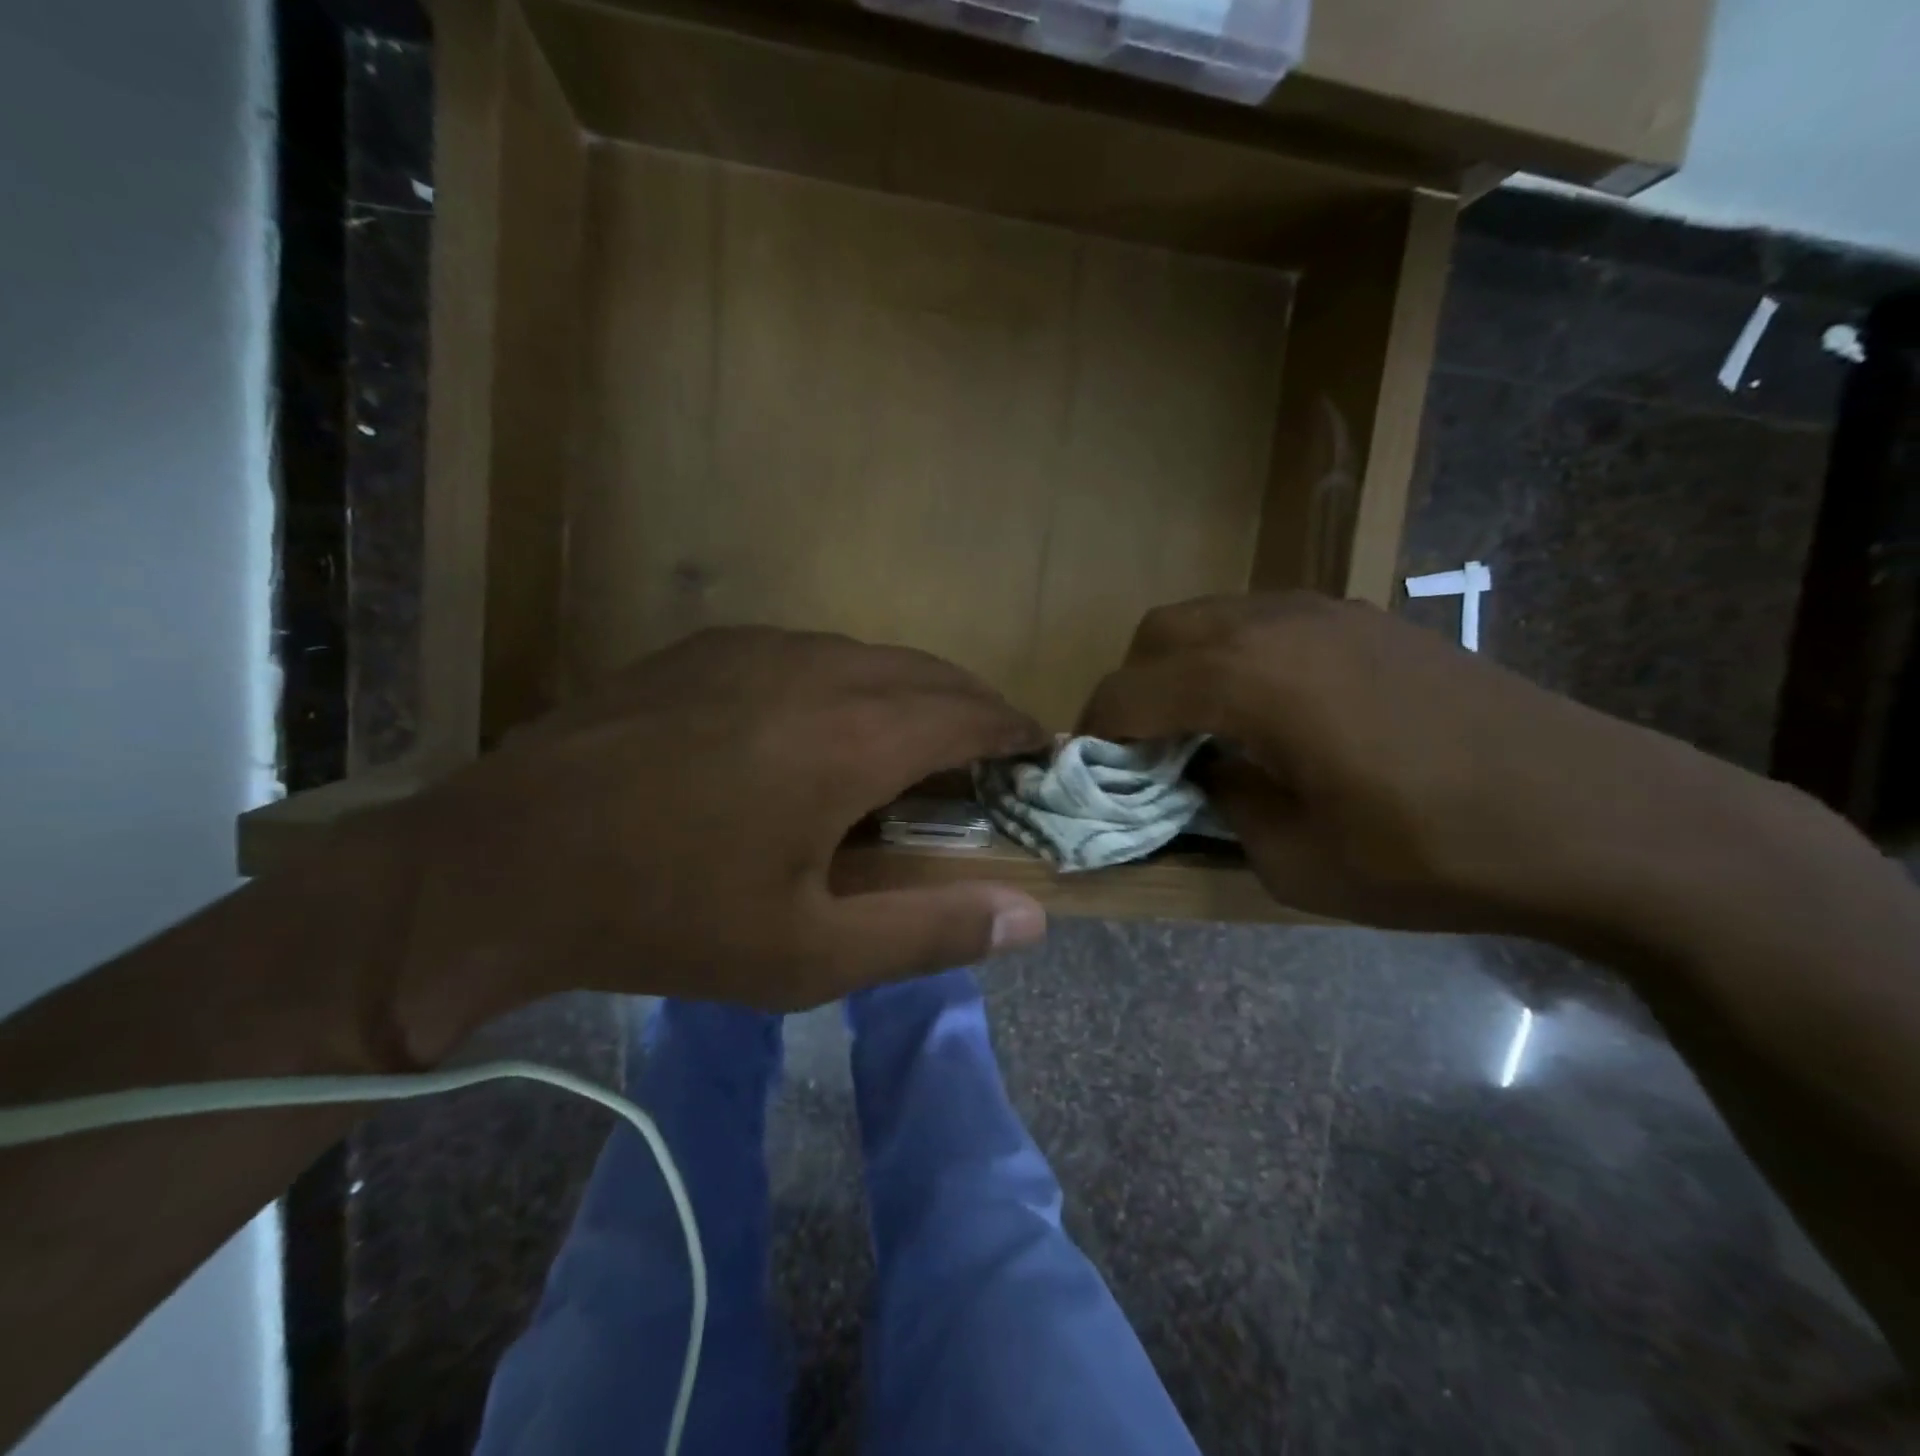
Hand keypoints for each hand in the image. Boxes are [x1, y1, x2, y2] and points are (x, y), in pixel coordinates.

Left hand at [364, 628, 1049, 1059]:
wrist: (503, 865)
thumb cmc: (669, 918)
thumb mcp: (811, 956)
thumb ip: (931, 931)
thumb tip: (1032, 917)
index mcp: (852, 738)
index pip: (969, 713)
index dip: (1015, 729)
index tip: (1040, 750)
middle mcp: (815, 669)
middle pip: (927, 671)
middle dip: (973, 705)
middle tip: (992, 750)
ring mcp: (754, 647)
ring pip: (867, 654)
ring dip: (910, 689)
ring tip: (918, 736)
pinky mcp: (704, 648)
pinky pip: (808, 650)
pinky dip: (849, 678)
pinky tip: (826, 721)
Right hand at [1079, 592, 1761, 936]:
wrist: (1601, 817)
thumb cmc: (1434, 853)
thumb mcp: (1297, 862)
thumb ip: (1225, 806)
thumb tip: (1206, 774)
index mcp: (1247, 679)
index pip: (1128, 691)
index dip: (1093, 733)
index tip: (1087, 773)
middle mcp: (1276, 623)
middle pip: (1159, 632)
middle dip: (1133, 688)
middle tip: (1145, 752)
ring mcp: (1328, 611)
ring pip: (1213, 617)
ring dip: (1184, 668)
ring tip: (1204, 732)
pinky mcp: (1368, 619)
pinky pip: (1266, 622)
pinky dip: (1236, 658)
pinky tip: (1270, 714)